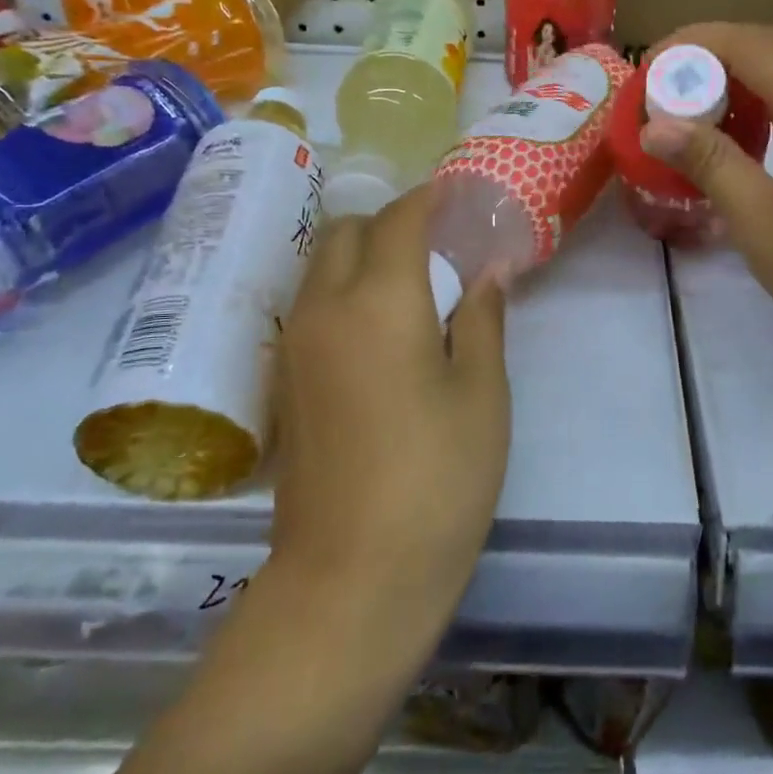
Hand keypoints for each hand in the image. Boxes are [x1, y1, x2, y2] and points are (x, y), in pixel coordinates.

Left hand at [268, 184, 510, 631]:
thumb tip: (489, 270)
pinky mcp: (282, 380)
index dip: (429, 199)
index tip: (456, 197)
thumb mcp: (482, 395)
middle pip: (346, 231)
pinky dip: (341, 292)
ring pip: (320, 266)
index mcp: (379, 301)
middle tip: (436, 248)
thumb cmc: (438, 480)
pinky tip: (377, 331)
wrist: (352, 577)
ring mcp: (294, 344)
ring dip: (360, 255)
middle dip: (389, 222)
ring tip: (409, 286)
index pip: (399, 219)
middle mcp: (324, 308)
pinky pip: (310, 305)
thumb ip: (484, 319)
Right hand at [640, 21, 772, 382]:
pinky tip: (744, 140)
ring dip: (742, 80)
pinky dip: (769, 105)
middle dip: (715, 57)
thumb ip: (710, 163)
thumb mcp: (761, 223)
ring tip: (695, 111)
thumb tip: (657, 126)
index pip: (754, 45)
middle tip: (666, 88)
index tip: (651, 65)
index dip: (697, 43)